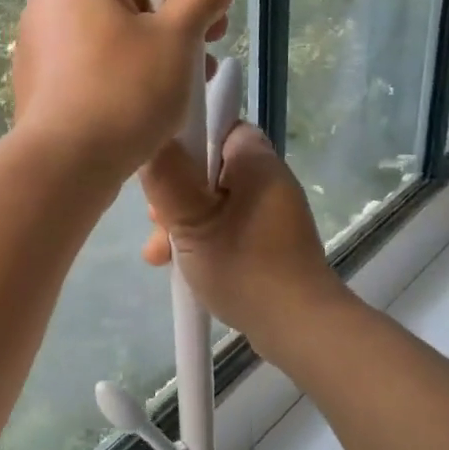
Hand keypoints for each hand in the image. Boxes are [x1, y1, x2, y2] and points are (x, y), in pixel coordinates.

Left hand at [12, 0, 233, 180]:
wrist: (64, 166)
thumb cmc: (125, 92)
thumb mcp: (177, 38)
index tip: (209, 3)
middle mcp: (50, 2)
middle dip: (173, 17)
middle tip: (207, 48)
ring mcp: (39, 45)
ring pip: (111, 34)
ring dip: (154, 49)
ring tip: (187, 84)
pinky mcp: (39, 83)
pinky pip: (90, 64)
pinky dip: (122, 74)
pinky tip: (147, 105)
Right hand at [139, 123, 354, 359]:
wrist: (298, 327)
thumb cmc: (245, 267)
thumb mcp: (193, 223)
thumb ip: (167, 178)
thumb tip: (150, 139)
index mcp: (255, 162)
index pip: (216, 122)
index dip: (183, 139)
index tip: (159, 168)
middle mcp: (266, 178)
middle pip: (207, 166)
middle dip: (174, 193)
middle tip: (155, 222)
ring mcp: (268, 211)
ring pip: (210, 201)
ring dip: (180, 222)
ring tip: (159, 256)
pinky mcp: (267, 239)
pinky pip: (224, 225)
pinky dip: (200, 239)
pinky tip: (178, 265)